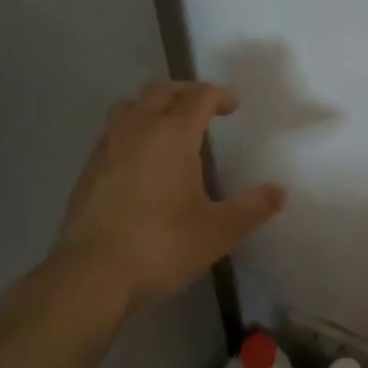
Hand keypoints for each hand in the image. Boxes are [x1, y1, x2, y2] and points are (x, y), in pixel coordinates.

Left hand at [56, 81, 284, 311]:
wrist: (90, 276)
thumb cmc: (160, 246)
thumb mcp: (217, 231)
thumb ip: (251, 209)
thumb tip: (279, 192)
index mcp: (172, 134)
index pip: (198, 96)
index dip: (218, 95)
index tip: (231, 106)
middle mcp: (138, 129)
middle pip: (161, 91)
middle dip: (185, 92)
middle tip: (203, 107)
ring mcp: (108, 147)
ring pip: (130, 106)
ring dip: (152, 105)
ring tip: (167, 125)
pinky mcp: (88, 169)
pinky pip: (113, 131)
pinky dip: (131, 129)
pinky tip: (139, 158)